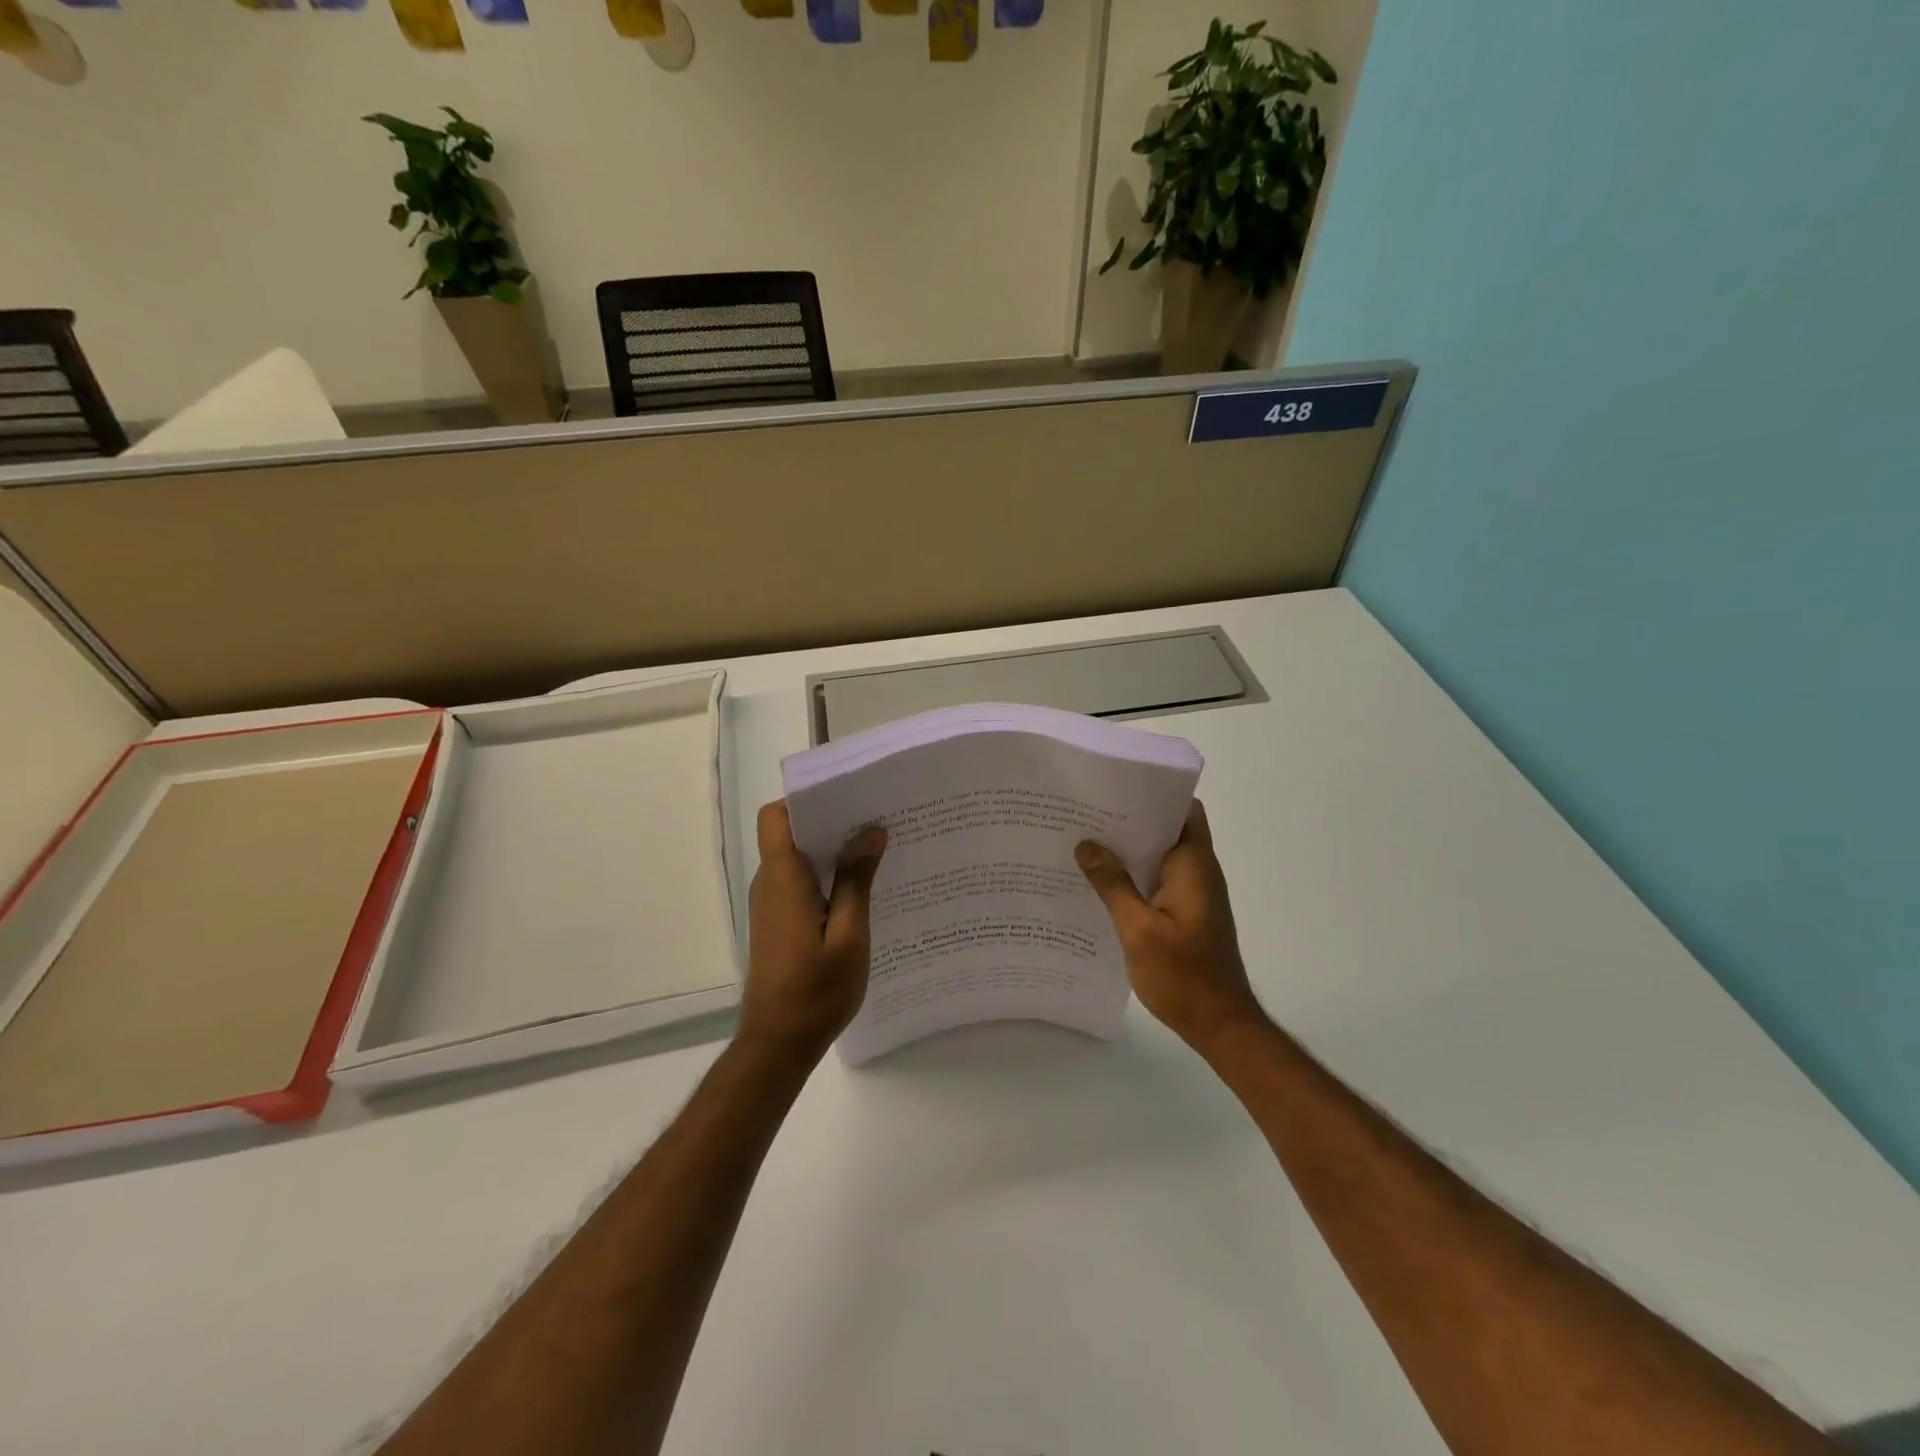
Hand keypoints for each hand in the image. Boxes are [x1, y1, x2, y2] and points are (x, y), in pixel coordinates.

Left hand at [739, 801, 887, 1063]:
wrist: (778, 1044)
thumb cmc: (816, 991)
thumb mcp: (849, 935)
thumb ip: (857, 881)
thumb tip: (870, 831)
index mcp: (784, 879)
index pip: (777, 817)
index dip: (806, 799)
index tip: (848, 797)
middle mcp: (771, 883)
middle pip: (792, 833)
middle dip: (832, 821)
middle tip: (878, 819)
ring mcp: (773, 904)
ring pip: (799, 858)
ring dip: (833, 850)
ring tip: (879, 849)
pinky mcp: (779, 922)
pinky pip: (802, 882)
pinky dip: (828, 876)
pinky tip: (863, 889)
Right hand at [1076, 800, 1265, 1048]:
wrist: (1219, 1024)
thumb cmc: (1183, 975)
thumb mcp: (1138, 929)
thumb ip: (1113, 885)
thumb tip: (1087, 845)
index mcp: (1193, 866)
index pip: (1183, 810)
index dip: (1154, 794)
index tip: (1115, 787)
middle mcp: (1197, 872)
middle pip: (1167, 829)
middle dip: (1130, 819)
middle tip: (1086, 812)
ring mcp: (1193, 894)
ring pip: (1159, 856)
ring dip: (1129, 849)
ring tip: (1084, 841)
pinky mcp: (1185, 913)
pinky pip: (1157, 880)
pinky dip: (1133, 875)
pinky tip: (1099, 882)